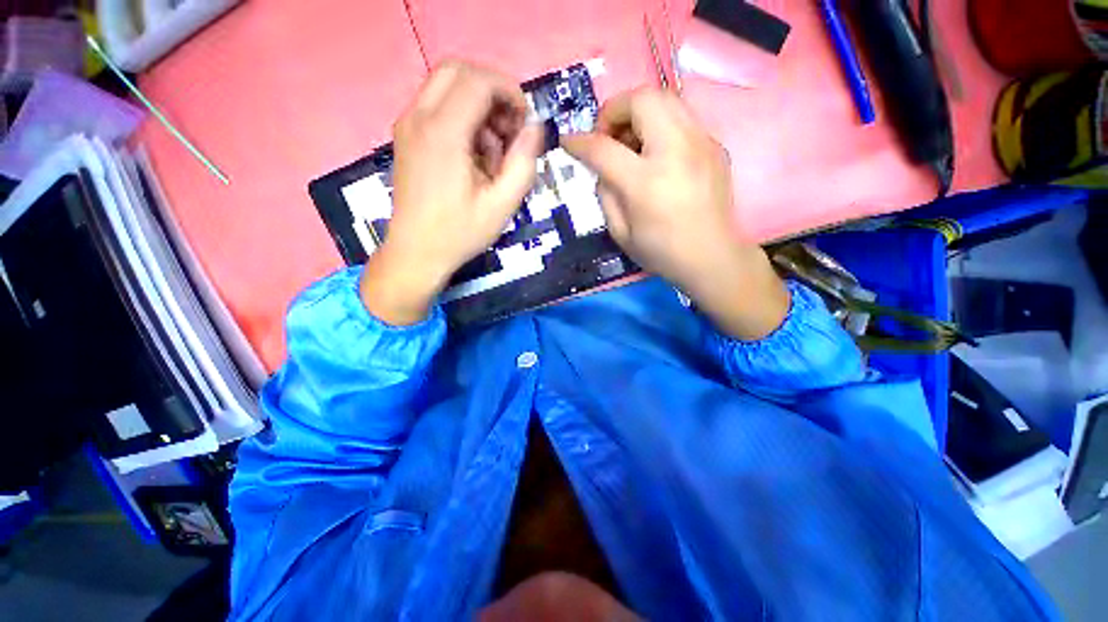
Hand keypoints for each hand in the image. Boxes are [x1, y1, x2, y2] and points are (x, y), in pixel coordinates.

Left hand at [361, 60, 543, 325]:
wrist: (412, 253)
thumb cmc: (457, 233)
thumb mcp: (504, 202)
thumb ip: (525, 157)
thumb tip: (534, 126)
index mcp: (441, 134)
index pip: (479, 80)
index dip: (509, 92)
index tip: (521, 122)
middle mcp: (418, 119)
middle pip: (457, 67)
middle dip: (491, 84)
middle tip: (505, 119)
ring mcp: (407, 123)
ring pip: (445, 79)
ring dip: (475, 95)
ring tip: (489, 137)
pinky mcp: (405, 131)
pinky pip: (436, 97)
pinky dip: (459, 106)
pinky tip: (471, 142)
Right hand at [561, 88, 788, 339]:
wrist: (717, 260)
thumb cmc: (665, 250)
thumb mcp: (620, 230)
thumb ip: (603, 188)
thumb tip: (599, 159)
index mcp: (647, 181)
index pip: (603, 145)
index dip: (578, 141)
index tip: (569, 142)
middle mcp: (677, 151)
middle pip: (642, 99)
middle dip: (616, 109)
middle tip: (611, 135)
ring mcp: (701, 144)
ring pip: (665, 97)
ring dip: (640, 110)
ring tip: (635, 139)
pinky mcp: (715, 145)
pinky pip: (682, 117)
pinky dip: (663, 123)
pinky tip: (661, 151)